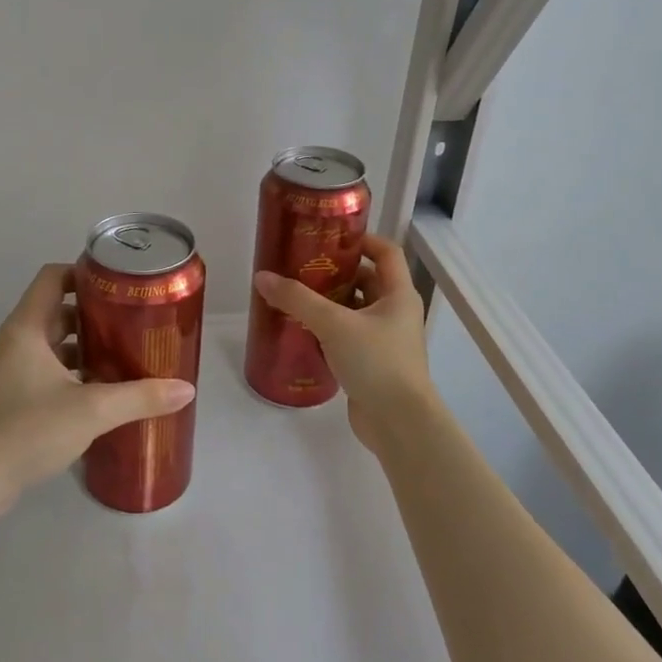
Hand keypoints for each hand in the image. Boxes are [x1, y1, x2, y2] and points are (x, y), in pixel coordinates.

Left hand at [0, 263, 196, 506]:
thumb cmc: (27, 431)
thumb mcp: (91, 410)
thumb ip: (140, 397)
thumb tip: (187, 389)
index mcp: (25, 329)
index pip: (52, 277)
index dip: (83, 272)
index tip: (119, 284)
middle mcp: (13, 342)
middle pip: (55, 311)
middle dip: (93, 313)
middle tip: (132, 320)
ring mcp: (8, 371)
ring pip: (51, 344)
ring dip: (83, 346)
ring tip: (123, 354)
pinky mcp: (9, 398)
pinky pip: (45, 370)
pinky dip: (71, 372)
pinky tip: (99, 390)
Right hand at [254, 232, 435, 452]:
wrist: (399, 423)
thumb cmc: (376, 362)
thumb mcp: (334, 324)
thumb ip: (297, 299)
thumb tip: (262, 277)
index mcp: (399, 294)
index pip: (387, 252)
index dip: (362, 240)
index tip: (329, 237)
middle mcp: (396, 313)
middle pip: (368, 281)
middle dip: (337, 273)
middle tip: (301, 268)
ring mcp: (386, 341)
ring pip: (356, 311)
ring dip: (330, 303)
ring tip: (295, 298)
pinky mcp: (373, 364)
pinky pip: (349, 337)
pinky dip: (329, 331)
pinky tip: (302, 332)